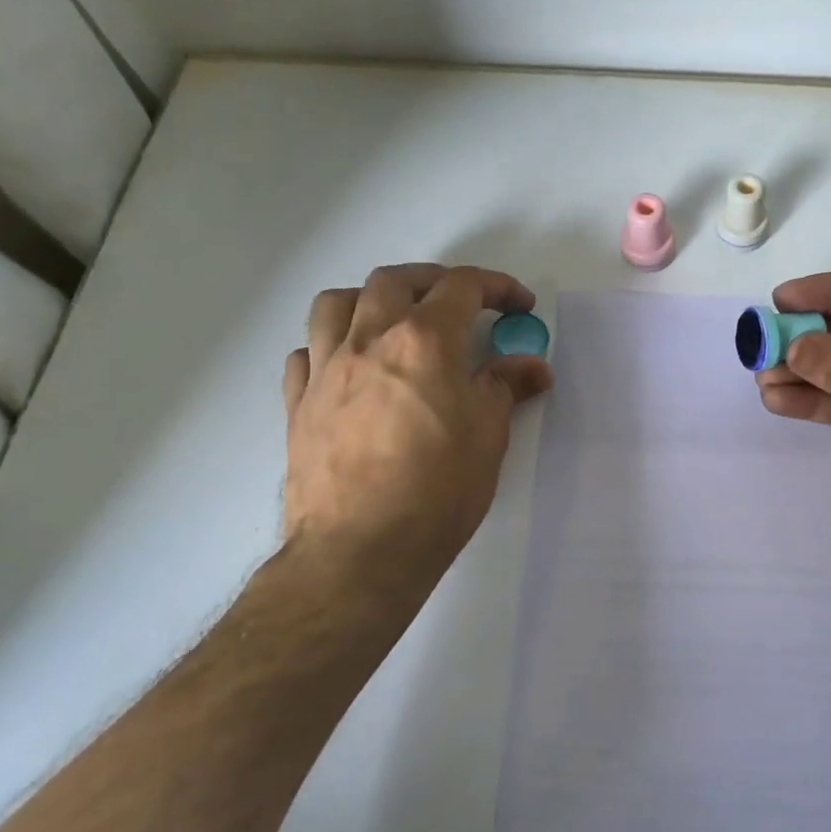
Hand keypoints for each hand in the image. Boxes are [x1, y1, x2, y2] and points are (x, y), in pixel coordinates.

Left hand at [281, 264, 552, 609]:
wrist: (360, 551)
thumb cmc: (437, 491)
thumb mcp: (489, 436)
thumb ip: (507, 387)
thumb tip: (532, 366)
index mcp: (424, 341)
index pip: (462, 287)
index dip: (498, 287)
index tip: (520, 306)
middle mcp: (369, 340)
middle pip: (396, 280)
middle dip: (434, 282)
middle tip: (461, 306)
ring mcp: (326, 369)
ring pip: (337, 302)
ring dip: (371, 300)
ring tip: (395, 323)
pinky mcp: (298, 403)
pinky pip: (307, 351)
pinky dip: (332, 345)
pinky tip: (352, 370)